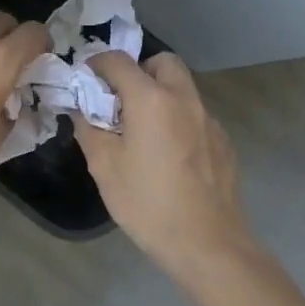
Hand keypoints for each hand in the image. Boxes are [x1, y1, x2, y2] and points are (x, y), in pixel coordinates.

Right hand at [73, 51, 256, 286]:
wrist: (208, 244)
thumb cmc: (148, 204)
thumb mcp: (104, 167)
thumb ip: (88, 128)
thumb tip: (81, 108)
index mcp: (151, 99)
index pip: (118, 61)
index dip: (97, 64)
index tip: (86, 80)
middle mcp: (184, 98)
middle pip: (162, 62)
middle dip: (138, 70)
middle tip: (121, 100)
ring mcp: (209, 119)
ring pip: (183, 87)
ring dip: (160, 93)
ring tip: (144, 129)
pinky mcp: (223, 141)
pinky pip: (196, 114)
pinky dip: (178, 119)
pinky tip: (170, 155)